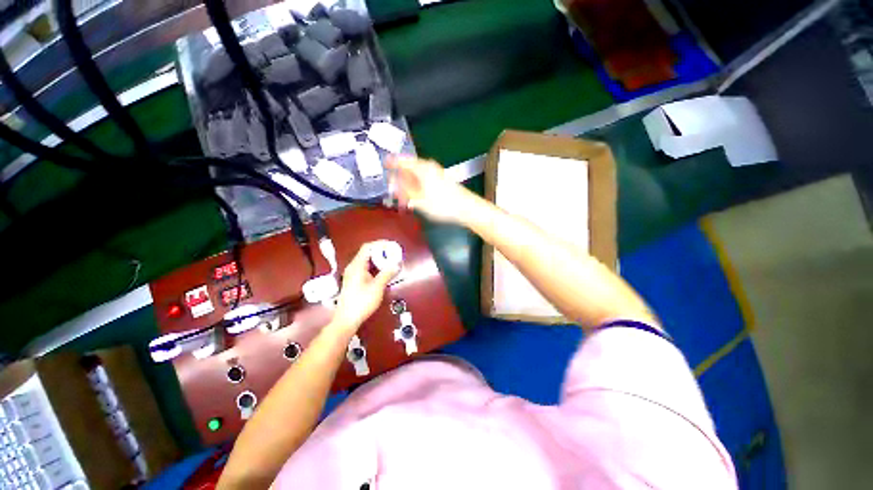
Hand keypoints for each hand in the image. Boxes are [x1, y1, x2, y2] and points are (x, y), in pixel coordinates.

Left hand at [331, 243, 397, 330]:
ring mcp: (353, 274)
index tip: (391, 246)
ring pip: (367, 261)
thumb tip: (396, 264)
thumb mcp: (377, 287)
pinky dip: (376, 267)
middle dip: (381, 252)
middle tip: (394, 255)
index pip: (367, 247)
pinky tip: (383, 273)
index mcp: (357, 266)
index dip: (380, 244)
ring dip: (379, 260)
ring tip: (391, 263)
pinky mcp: (354, 281)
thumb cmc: (361, 302)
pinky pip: (366, 268)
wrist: (347, 319)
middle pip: (368, 253)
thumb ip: (387, 274)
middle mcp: (353, 267)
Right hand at [387, 156, 475, 223]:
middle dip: (400, 177)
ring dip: (409, 184)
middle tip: (394, 188)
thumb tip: (393, 184)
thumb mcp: (419, 200)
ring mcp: (436, 173)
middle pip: (409, 168)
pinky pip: (424, 179)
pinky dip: (417, 186)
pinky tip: (416, 196)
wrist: (466, 208)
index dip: (392, 162)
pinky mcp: (441, 180)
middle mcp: (429, 167)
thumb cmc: (443, 204)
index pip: (402, 160)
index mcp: (422, 168)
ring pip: (417, 175)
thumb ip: (404, 191)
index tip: (384, 164)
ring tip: (404, 196)